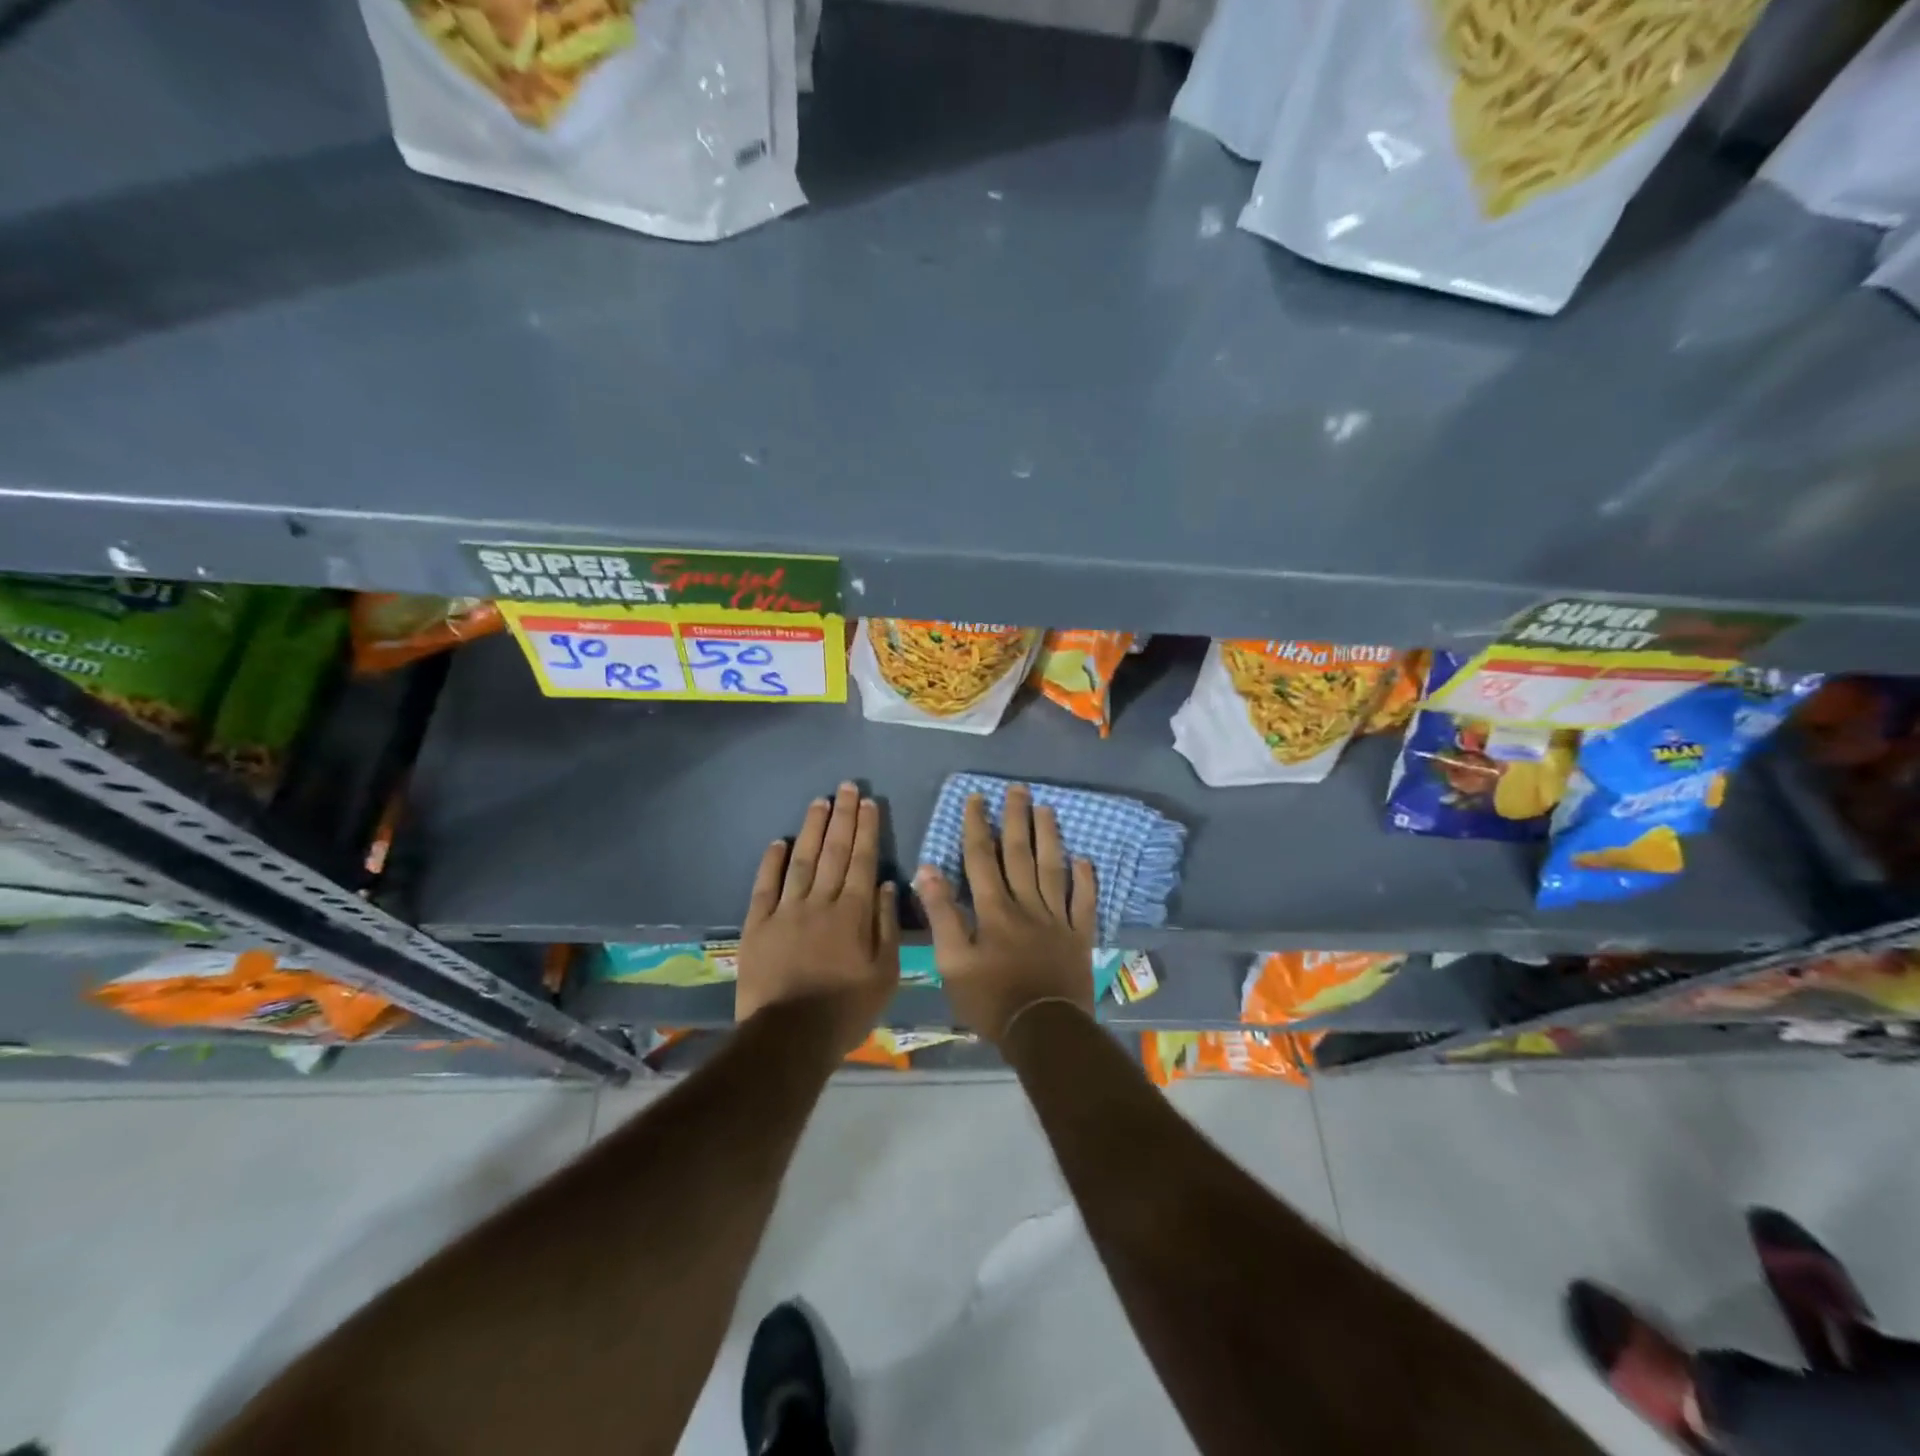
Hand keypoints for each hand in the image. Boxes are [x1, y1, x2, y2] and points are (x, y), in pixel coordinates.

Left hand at [737, 782, 900, 1056]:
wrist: (790, 1037)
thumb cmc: (846, 1009)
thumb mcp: (884, 974)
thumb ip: (886, 926)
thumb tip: (885, 884)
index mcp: (853, 913)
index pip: (862, 860)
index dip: (867, 829)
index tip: (869, 802)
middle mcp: (820, 902)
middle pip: (834, 851)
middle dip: (843, 816)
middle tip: (847, 787)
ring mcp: (786, 911)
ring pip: (802, 860)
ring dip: (812, 829)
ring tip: (820, 801)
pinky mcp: (757, 925)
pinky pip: (765, 886)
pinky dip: (772, 862)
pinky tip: (779, 841)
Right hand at [916, 785, 1097, 1044]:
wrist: (1044, 1031)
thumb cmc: (991, 1000)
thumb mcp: (953, 962)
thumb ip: (942, 915)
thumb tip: (926, 870)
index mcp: (994, 909)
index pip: (981, 858)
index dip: (977, 826)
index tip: (976, 798)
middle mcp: (1027, 904)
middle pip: (1020, 854)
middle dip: (1016, 819)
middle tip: (1017, 789)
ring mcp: (1057, 918)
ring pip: (1053, 869)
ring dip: (1049, 837)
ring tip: (1047, 809)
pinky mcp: (1079, 936)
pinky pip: (1084, 902)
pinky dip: (1086, 880)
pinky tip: (1085, 859)